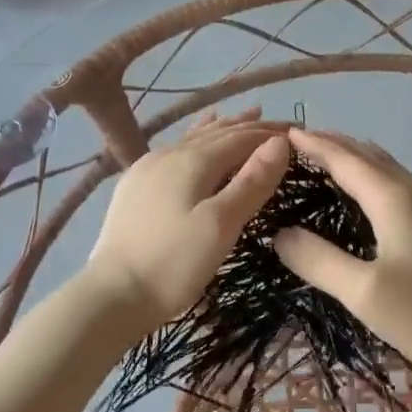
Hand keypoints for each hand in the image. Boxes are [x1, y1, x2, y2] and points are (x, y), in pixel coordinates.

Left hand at [85, 110, 290, 336]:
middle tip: (281, 124)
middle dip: (250, 127)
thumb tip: (280, 143)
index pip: (241, 137)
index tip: (299, 132)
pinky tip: (194, 140)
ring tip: (246, 115)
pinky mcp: (135, 186)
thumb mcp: (221, 225)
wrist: (112, 295)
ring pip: (194, 139)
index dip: (270, 134)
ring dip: (224, 128)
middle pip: (218, 133)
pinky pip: (176, 151)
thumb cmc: (174, 263)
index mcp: (193, 160)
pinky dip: (197, 140)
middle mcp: (169, 154)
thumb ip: (251, 182)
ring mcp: (147, 168)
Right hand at [272, 128, 411, 391]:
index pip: (347, 160)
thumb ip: (317, 260)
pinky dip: (376, 176)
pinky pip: (403, 184)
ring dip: (358, 159)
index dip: (316, 146)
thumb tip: (281, 234)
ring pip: (390, 168)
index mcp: (395, 199)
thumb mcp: (361, 293)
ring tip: (329, 159)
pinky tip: (369, 194)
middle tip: (302, 142)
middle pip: (370, 156)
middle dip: (336, 144)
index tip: (287, 133)